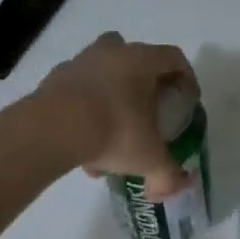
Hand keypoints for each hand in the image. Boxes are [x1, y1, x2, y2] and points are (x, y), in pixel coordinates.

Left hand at [34, 33, 197, 198]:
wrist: (53, 129)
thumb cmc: (114, 131)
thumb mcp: (149, 159)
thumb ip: (169, 174)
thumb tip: (180, 186)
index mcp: (142, 60)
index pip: (174, 58)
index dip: (186, 78)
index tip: (187, 101)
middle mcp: (111, 52)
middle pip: (135, 59)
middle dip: (144, 85)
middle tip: (148, 112)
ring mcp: (79, 62)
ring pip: (103, 74)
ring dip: (111, 98)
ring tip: (112, 136)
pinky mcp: (53, 79)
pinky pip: (77, 92)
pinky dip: (84, 111)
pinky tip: (84, 144)